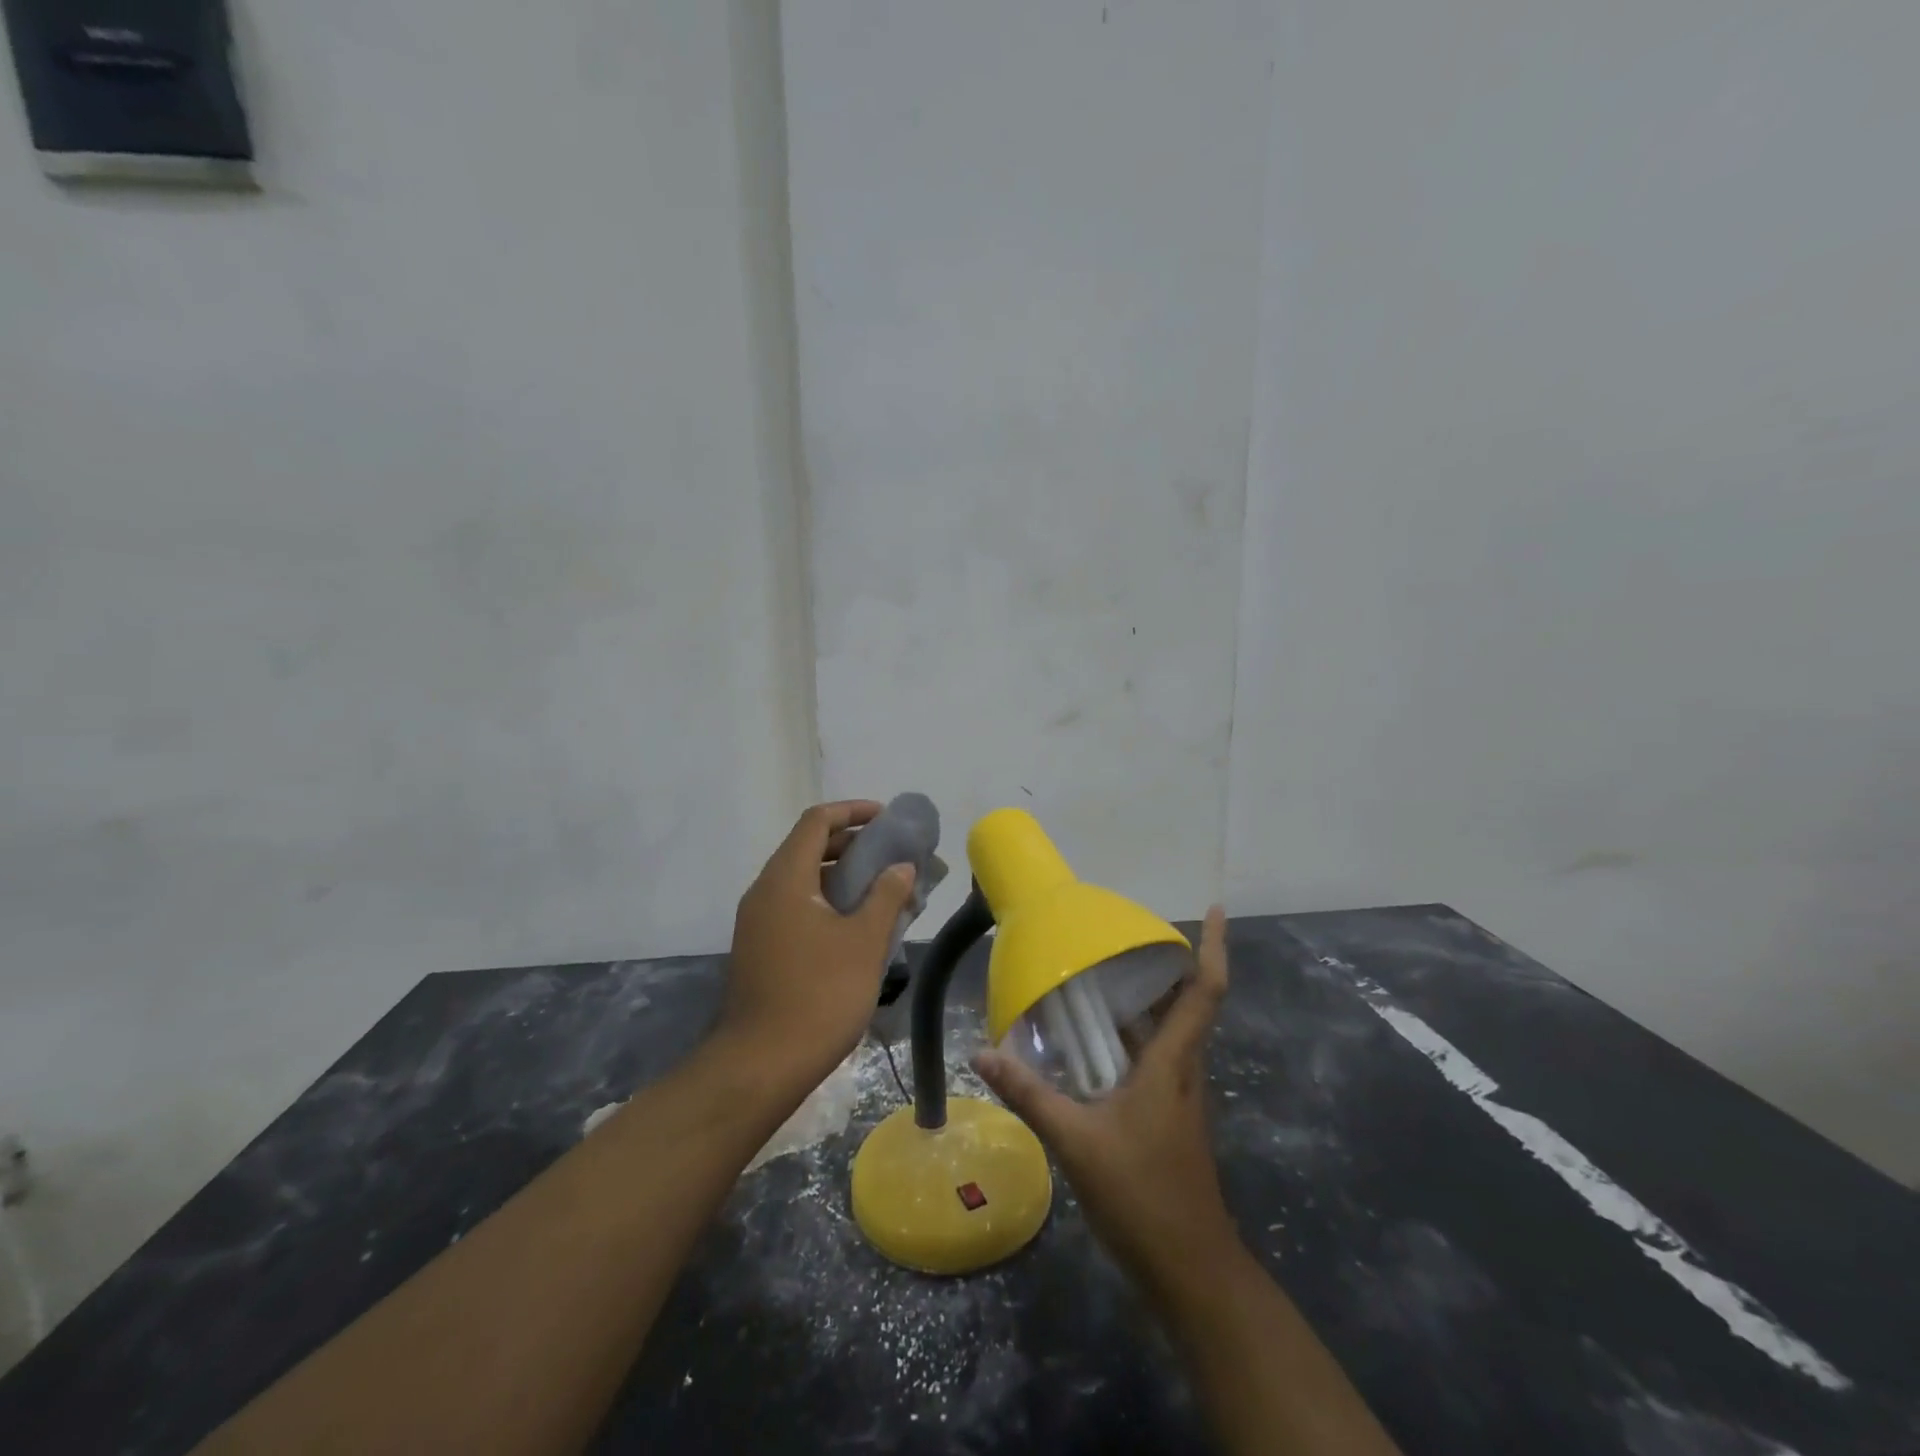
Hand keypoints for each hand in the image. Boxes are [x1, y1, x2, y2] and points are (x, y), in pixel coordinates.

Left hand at [719, 801, 917, 1087]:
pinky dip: (827, 901)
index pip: (816, 821)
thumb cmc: (819, 994)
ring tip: (882, 888)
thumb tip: (901, 867)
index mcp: (785, 879)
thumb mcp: (864, 942)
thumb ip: (887, 896)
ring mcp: (758, 922)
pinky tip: (857, 925)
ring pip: (803, 879)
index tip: (887, 819)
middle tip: (891, 854)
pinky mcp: (760, 948)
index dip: (853, 811)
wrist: (761, 1064)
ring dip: (842, 875)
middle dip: (852, 844)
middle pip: (808, 847)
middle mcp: (764, 891)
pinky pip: (796, 906)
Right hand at [975, 905, 1240, 1304]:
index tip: (1212, 909)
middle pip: (1183, 1004)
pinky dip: (1127, 1039)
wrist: (1189, 1270)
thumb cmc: (1142, 1195)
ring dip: (1141, 1002)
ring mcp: (1177, 1095)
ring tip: (1096, 977)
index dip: (1213, 948)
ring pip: (1165, 1033)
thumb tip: (982, 1053)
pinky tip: (1090, 1044)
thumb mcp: (1076, 1141)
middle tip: (1120, 937)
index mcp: (1172, 1063)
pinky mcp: (1167, 1116)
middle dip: (1161, 967)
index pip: (1205, 992)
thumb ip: (1029, 1094)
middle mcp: (1182, 1070)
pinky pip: (1150, 1059)